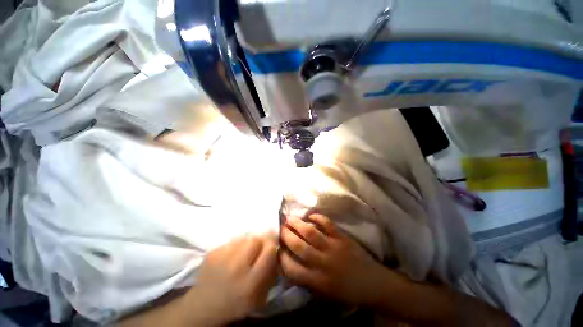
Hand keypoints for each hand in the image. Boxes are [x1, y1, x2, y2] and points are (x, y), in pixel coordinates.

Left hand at [184, 233, 277, 325]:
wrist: (203, 306)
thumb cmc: (235, 304)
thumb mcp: (260, 297)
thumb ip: (270, 273)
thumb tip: (276, 250)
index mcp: (250, 282)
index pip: (268, 250)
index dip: (272, 245)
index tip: (272, 245)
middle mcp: (236, 268)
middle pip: (256, 240)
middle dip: (260, 242)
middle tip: (258, 248)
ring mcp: (222, 258)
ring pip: (244, 238)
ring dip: (248, 243)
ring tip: (244, 252)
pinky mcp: (212, 253)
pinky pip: (232, 241)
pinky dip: (236, 245)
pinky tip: (232, 255)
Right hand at [279, 214, 385, 304]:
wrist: (371, 284)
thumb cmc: (345, 291)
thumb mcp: (323, 293)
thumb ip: (305, 279)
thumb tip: (290, 263)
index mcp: (316, 280)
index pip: (291, 268)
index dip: (280, 257)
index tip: (276, 247)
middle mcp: (321, 263)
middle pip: (298, 246)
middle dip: (285, 235)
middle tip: (280, 227)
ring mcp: (332, 247)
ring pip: (310, 232)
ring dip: (297, 223)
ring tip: (289, 218)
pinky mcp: (341, 237)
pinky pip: (327, 224)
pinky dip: (317, 218)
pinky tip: (310, 216)